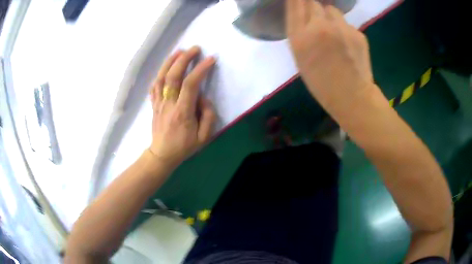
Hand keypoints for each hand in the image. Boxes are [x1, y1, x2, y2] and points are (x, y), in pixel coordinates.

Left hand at [148, 46, 216, 168]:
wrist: (162, 155)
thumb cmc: (184, 147)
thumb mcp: (204, 137)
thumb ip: (208, 116)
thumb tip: (203, 98)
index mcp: (182, 112)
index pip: (190, 85)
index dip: (200, 69)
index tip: (210, 60)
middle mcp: (168, 104)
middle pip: (173, 76)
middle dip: (184, 59)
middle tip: (195, 48)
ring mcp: (159, 103)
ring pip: (161, 77)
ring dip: (170, 61)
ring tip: (179, 51)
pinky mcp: (154, 104)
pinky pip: (154, 86)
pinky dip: (159, 73)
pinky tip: (165, 67)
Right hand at [286, 0, 381, 122]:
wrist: (352, 97)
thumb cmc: (322, 83)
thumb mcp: (301, 58)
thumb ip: (300, 33)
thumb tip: (306, 16)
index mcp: (300, 38)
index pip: (295, 4)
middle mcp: (319, 27)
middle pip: (313, 3)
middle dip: (314, 8)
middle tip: (318, 21)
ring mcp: (341, 29)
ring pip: (332, 11)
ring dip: (330, 17)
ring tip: (335, 34)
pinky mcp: (357, 33)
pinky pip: (347, 24)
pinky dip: (345, 30)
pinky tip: (348, 45)